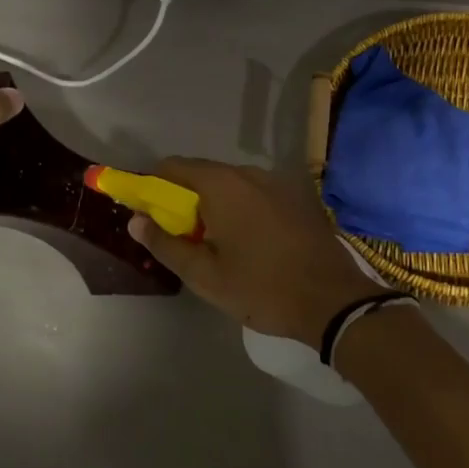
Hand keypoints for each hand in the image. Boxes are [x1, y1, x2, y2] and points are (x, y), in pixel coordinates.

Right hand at [128, 158, 374, 348]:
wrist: (333, 300)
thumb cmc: (262, 288)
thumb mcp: (205, 275)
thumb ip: (165, 244)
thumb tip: (135, 221)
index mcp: (222, 184)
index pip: (172, 167)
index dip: (151, 185)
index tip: (144, 211)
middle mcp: (248, 173)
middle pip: (201, 174)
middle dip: (182, 198)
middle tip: (177, 235)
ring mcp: (276, 182)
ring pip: (229, 184)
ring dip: (212, 203)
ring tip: (212, 242)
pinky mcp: (296, 197)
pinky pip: (254, 193)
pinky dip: (239, 207)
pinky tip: (246, 241)